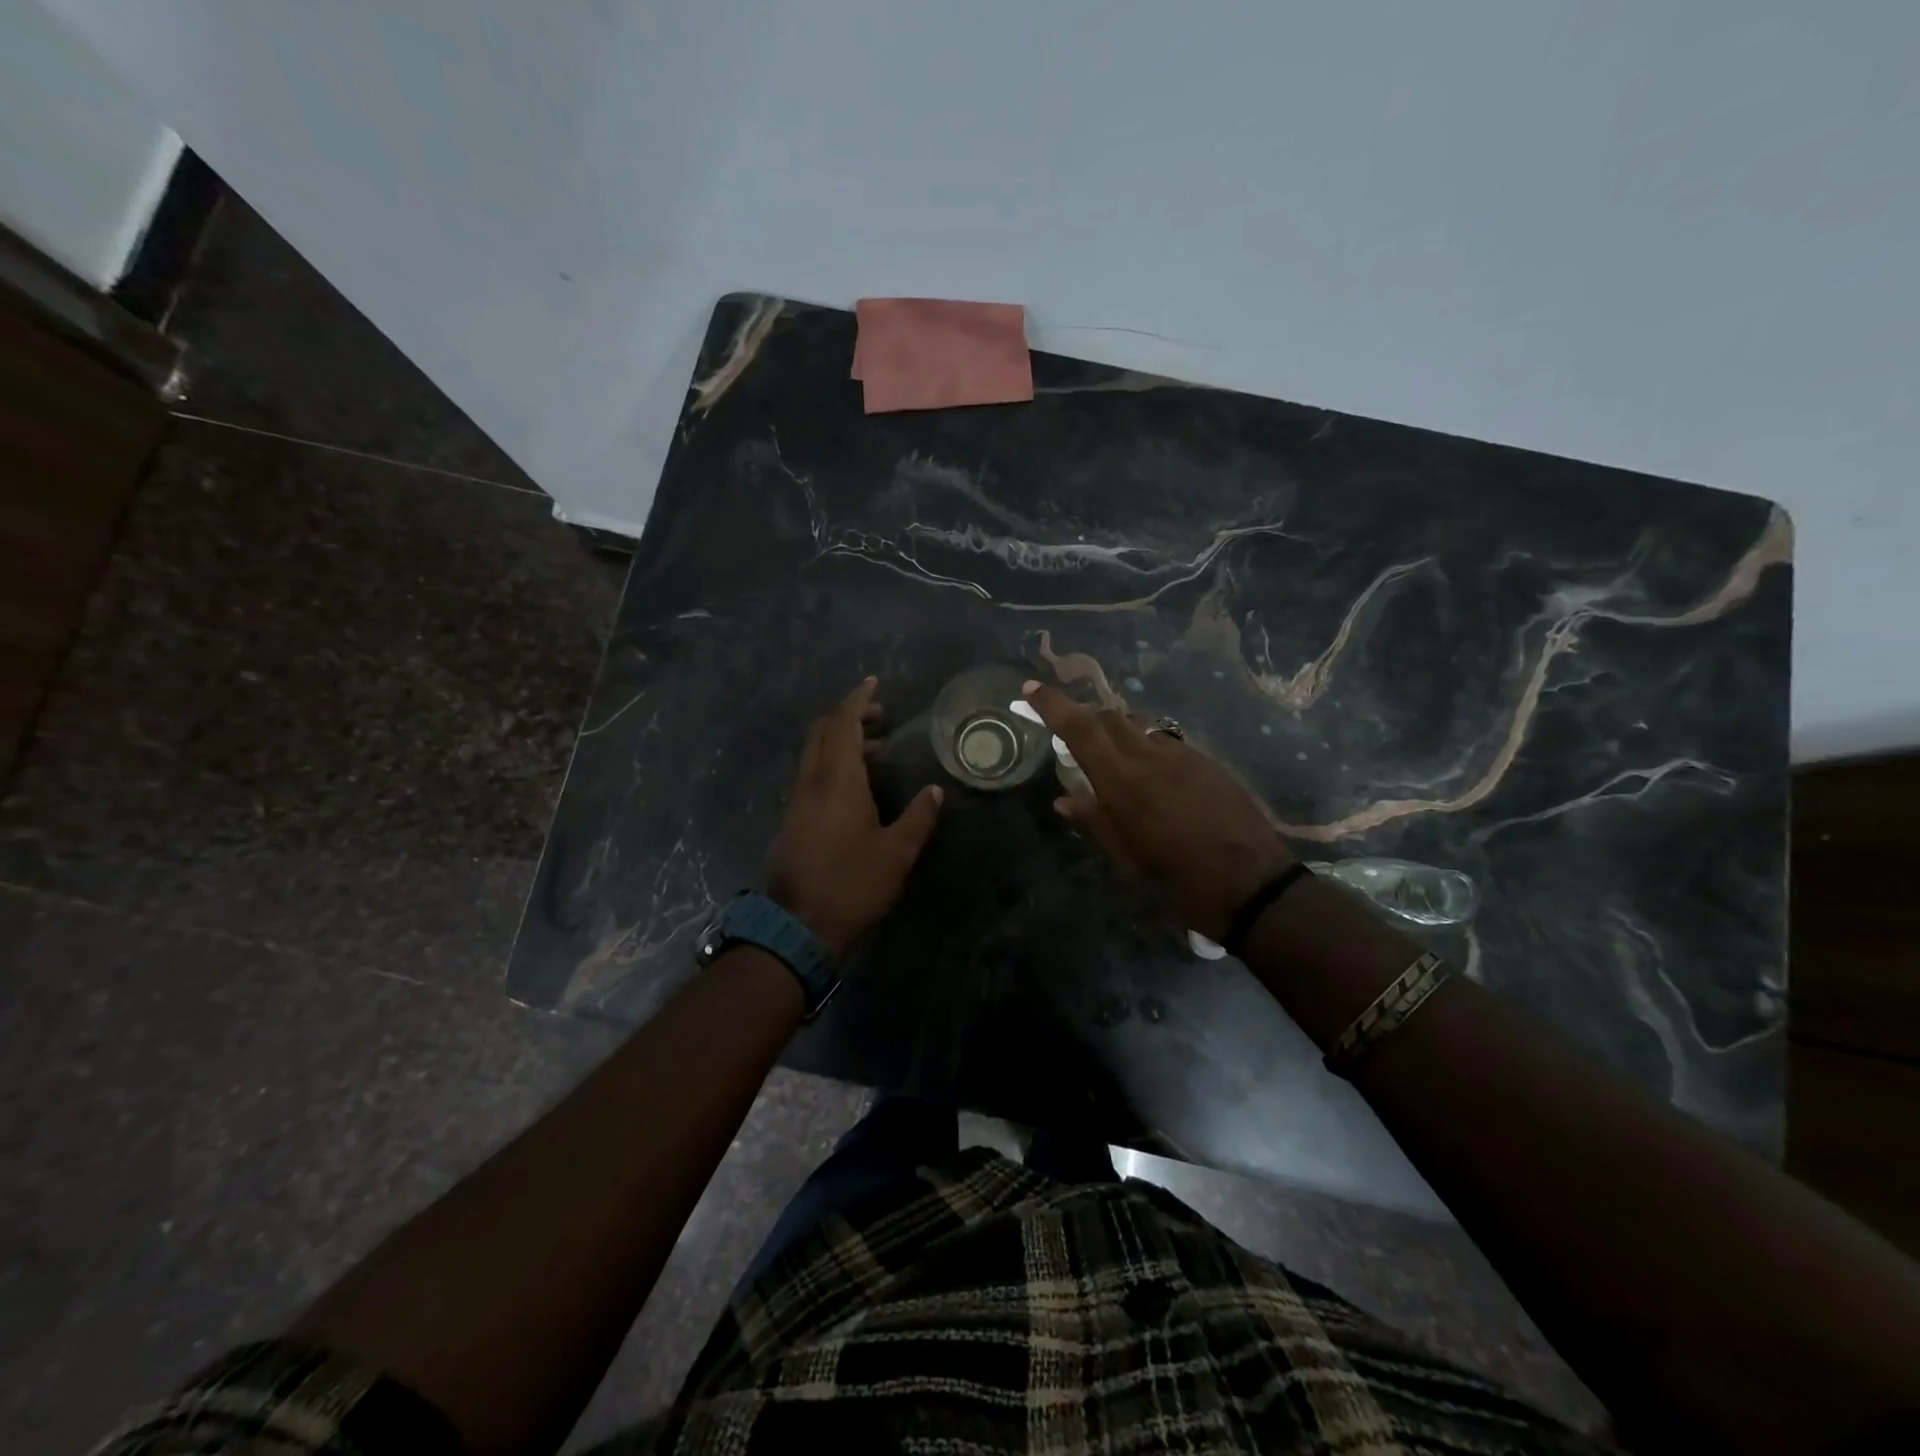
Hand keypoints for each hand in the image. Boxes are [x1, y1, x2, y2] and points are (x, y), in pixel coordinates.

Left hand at [766, 677, 943, 957]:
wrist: (798, 928)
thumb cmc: (853, 885)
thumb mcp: (897, 853)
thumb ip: (919, 817)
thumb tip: (935, 790)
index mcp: (837, 780)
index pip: (844, 724)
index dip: (858, 700)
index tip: (874, 683)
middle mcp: (812, 782)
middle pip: (823, 731)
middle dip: (849, 715)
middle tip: (880, 716)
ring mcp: (797, 801)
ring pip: (814, 753)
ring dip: (840, 741)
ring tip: (875, 750)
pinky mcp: (792, 820)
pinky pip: (810, 774)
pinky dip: (831, 763)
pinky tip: (854, 786)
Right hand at [1021, 680, 1295, 940]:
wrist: (1254, 887)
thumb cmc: (1180, 882)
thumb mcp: (1128, 860)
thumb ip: (1095, 822)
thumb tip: (1064, 800)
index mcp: (1123, 782)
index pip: (1080, 729)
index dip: (1053, 704)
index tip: (1030, 688)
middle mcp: (1151, 757)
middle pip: (1110, 717)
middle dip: (1084, 715)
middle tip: (1067, 730)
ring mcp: (1184, 756)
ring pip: (1140, 726)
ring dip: (1116, 729)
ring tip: (1108, 753)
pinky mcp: (1208, 763)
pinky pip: (1166, 742)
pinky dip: (1145, 746)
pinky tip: (1150, 774)